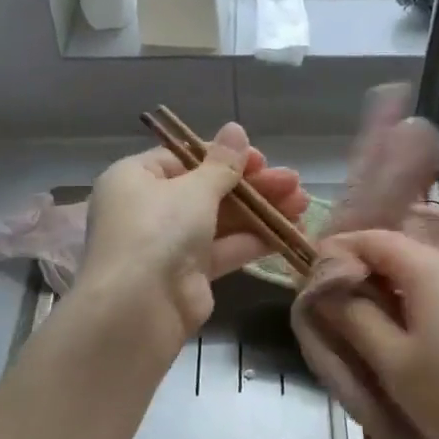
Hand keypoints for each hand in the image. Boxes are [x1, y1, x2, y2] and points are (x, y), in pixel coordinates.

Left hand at [78, 123, 308, 361]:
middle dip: (253, 185)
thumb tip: (235, 129)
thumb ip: (222, 163)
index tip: (261, 160)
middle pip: (207, 189)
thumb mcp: (194, 190)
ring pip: (221, 220)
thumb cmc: (158, 231)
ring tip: (302, 203)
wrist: (138, 309)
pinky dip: (255, 240)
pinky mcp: (189, 274)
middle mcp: (149, 208)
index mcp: (136, 178)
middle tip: (294, 181)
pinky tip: (291, 232)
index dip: (224, 157)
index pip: (184, 157)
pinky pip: (224, 249)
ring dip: (261, 211)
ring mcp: (169, 243)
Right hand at [316, 230, 438, 438]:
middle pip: (397, 249)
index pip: (372, 238)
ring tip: (365, 319)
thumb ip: (354, 317)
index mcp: (428, 268)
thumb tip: (327, 288)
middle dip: (362, 269)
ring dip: (388, 285)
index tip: (312, 277)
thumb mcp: (392, 361)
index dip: (338, 250)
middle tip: (334, 303)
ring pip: (420, 268)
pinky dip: (415, 297)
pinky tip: (407, 328)